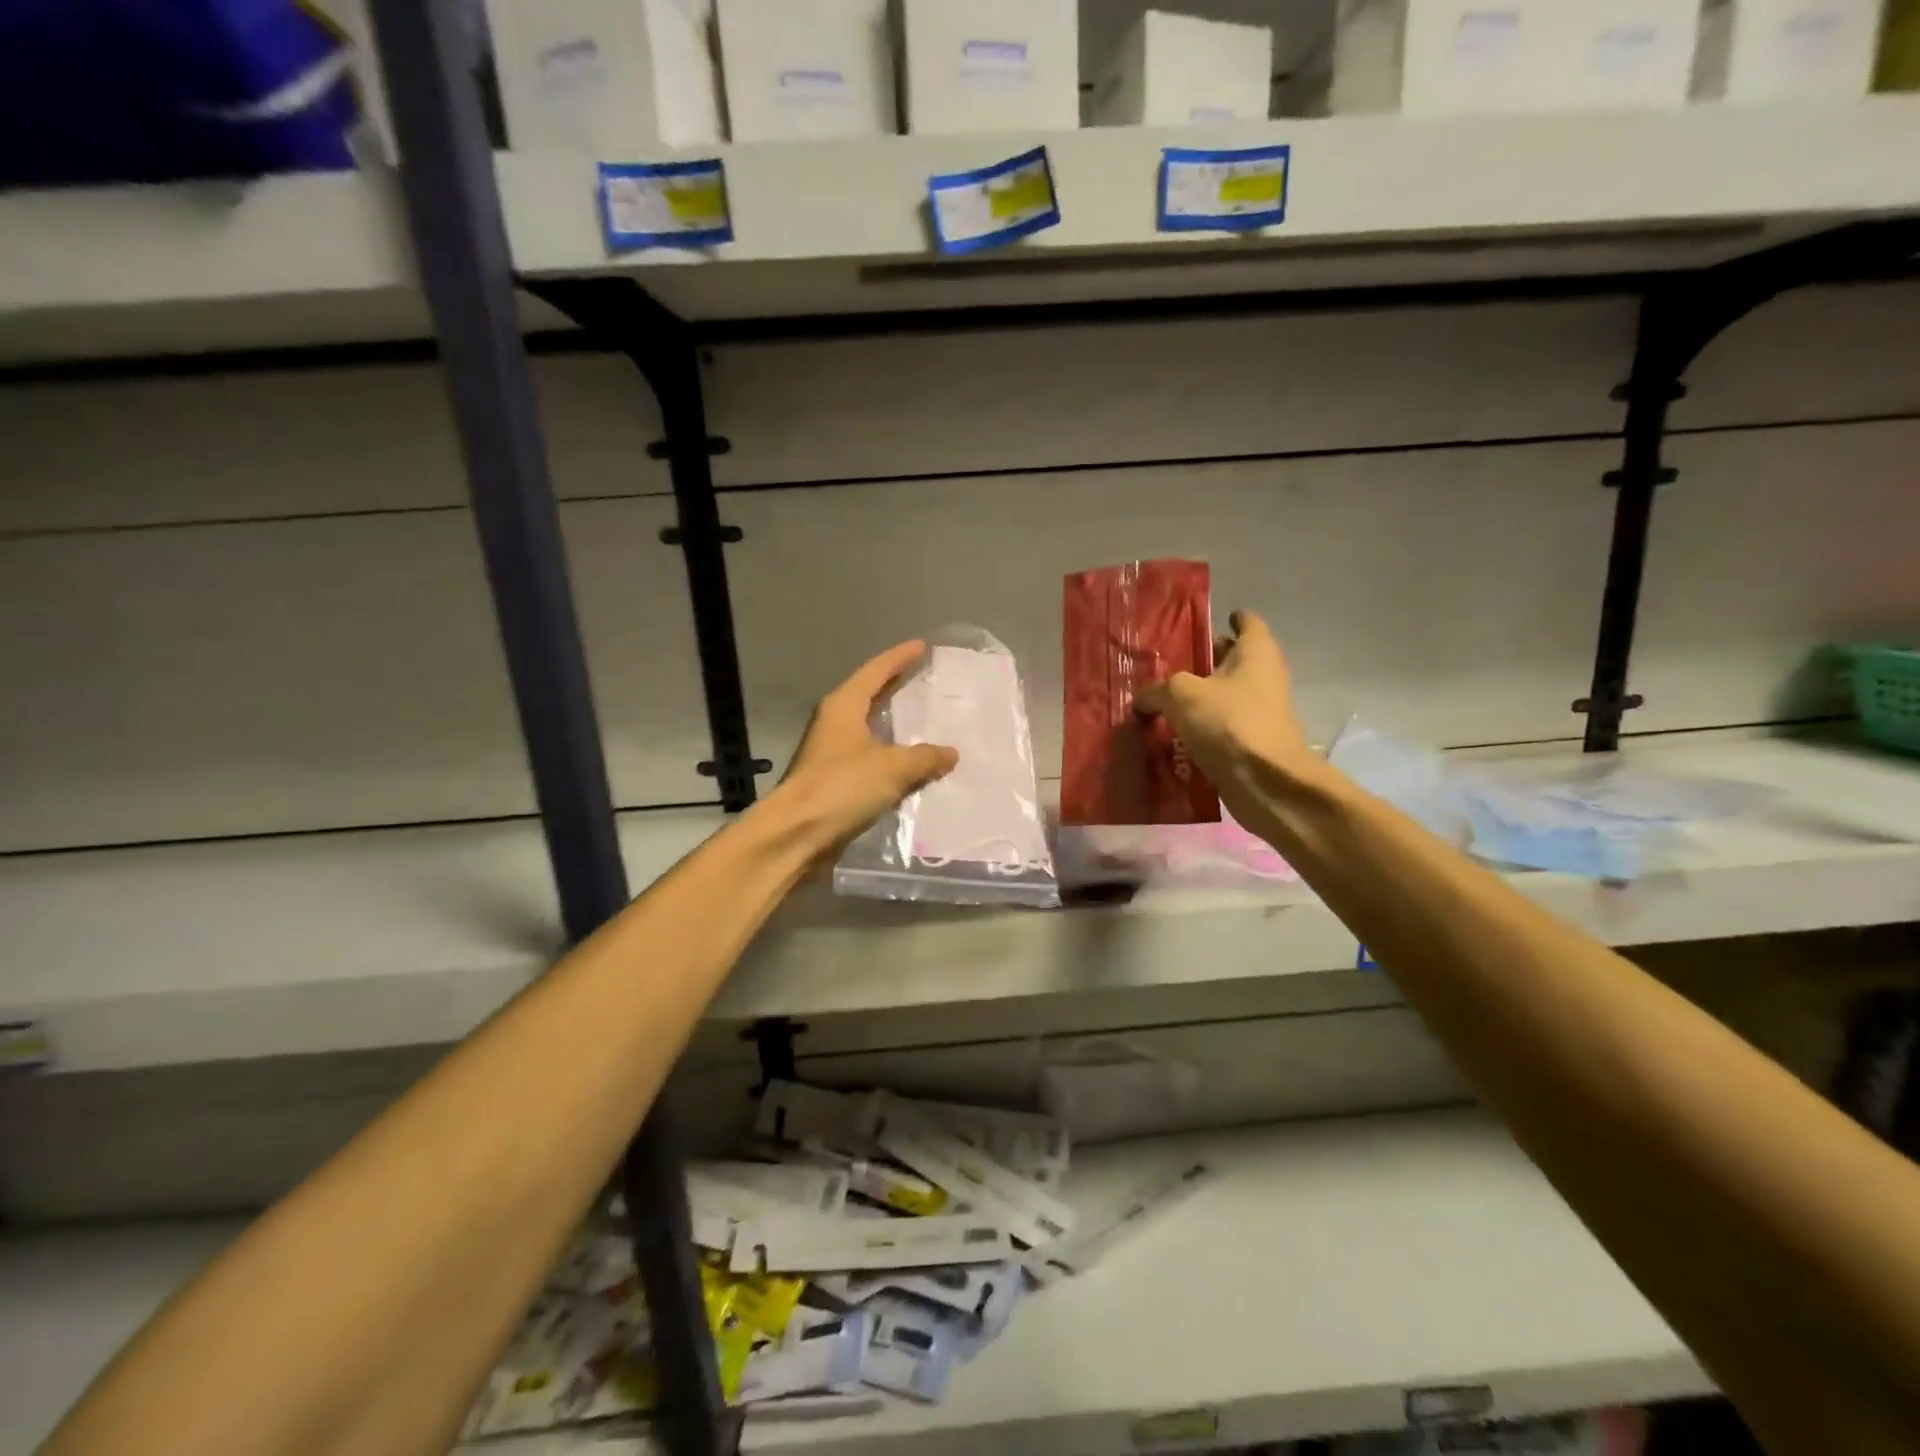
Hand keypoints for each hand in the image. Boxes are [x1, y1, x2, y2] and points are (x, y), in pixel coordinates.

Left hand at [772, 641, 958, 852]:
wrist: (798, 833)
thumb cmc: (842, 787)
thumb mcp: (892, 768)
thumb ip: (925, 757)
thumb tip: (951, 753)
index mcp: (844, 706)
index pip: (875, 671)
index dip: (899, 657)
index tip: (921, 646)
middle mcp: (834, 722)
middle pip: (868, 695)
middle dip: (895, 686)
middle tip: (923, 678)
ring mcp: (831, 752)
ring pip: (868, 728)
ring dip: (893, 724)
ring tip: (923, 720)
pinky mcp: (833, 779)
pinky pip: (869, 758)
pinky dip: (890, 755)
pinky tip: (910, 763)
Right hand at [1135, 611, 1317, 817]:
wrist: (1265, 782)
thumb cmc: (1228, 722)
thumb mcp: (1180, 695)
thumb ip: (1156, 690)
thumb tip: (1142, 699)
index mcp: (1255, 653)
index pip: (1247, 623)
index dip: (1228, 619)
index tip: (1204, 622)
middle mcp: (1263, 677)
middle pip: (1232, 660)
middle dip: (1205, 659)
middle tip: (1169, 661)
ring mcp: (1260, 711)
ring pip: (1224, 695)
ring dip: (1200, 697)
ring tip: (1162, 699)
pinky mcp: (1251, 742)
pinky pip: (1221, 726)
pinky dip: (1202, 726)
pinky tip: (1173, 733)